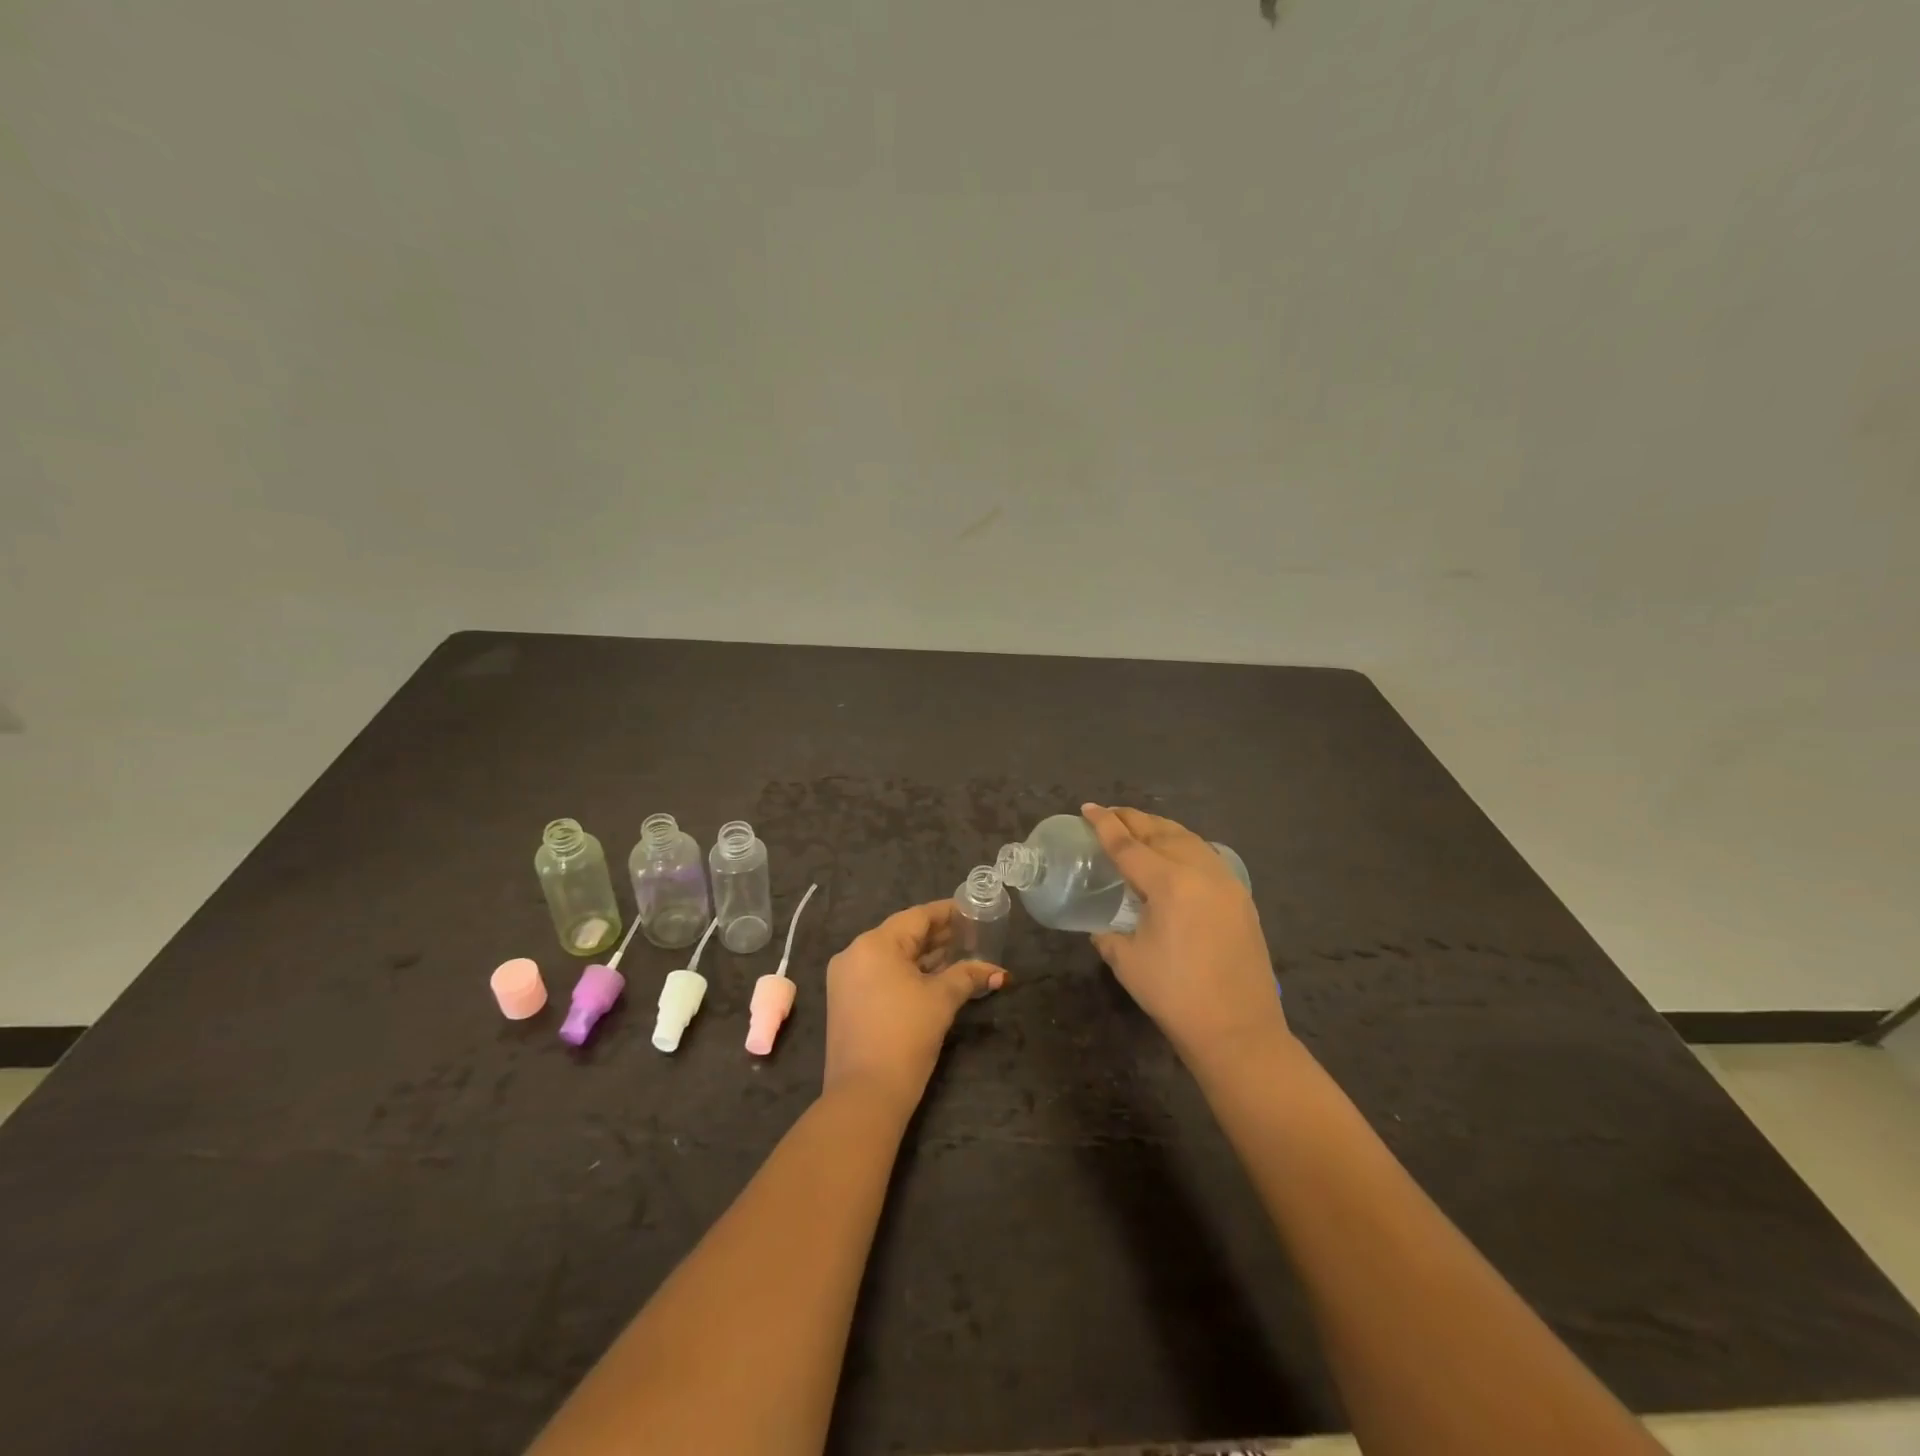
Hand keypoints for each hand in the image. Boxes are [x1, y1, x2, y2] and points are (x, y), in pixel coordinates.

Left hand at [823, 900, 1005, 1112]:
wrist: (865, 1094)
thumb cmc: (906, 1036)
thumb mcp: (942, 1000)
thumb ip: (968, 976)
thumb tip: (999, 972)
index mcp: (874, 944)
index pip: (917, 917)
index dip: (947, 913)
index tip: (972, 910)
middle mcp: (855, 953)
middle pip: (903, 934)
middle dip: (938, 936)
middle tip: (972, 934)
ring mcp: (846, 979)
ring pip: (892, 956)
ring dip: (924, 956)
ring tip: (959, 954)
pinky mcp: (846, 1001)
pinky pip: (881, 974)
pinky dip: (907, 973)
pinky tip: (934, 977)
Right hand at [1084, 804, 1289, 1068]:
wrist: (1237, 1030)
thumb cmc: (1174, 995)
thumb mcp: (1127, 961)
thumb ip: (1108, 935)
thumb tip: (1101, 928)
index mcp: (1168, 883)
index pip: (1128, 845)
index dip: (1105, 825)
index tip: (1088, 808)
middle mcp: (1199, 871)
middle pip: (1161, 832)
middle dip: (1133, 819)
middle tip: (1110, 814)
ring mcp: (1226, 882)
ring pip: (1188, 839)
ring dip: (1160, 829)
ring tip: (1140, 828)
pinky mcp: (1241, 898)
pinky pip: (1207, 856)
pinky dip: (1185, 846)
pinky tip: (1177, 855)